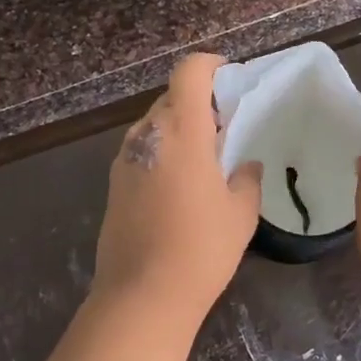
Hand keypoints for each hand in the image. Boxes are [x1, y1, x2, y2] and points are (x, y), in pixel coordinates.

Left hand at [94, 53, 263, 317]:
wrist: (142, 295)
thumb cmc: (201, 248)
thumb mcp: (241, 212)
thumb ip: (246, 178)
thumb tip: (244, 165)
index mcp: (181, 129)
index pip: (189, 72)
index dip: (210, 65)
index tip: (229, 78)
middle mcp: (147, 134)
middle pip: (171, 97)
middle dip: (199, 102)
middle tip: (225, 127)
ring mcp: (124, 158)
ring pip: (155, 124)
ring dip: (180, 128)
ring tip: (205, 159)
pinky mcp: (114, 183)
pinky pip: (143, 150)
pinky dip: (163, 151)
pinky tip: (180, 185)